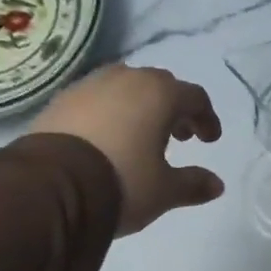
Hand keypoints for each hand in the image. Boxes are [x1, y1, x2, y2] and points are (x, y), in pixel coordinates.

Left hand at [33, 65, 224, 234]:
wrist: (53, 187)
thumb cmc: (122, 182)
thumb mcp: (164, 191)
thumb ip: (193, 184)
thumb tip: (217, 185)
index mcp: (159, 94)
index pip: (194, 97)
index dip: (207, 118)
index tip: (209, 140)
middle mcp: (126, 79)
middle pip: (159, 85)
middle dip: (173, 109)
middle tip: (178, 136)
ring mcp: (89, 86)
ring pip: (124, 88)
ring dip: (139, 107)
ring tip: (140, 136)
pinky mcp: (60, 101)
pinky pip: (95, 100)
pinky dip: (109, 113)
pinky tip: (105, 139)